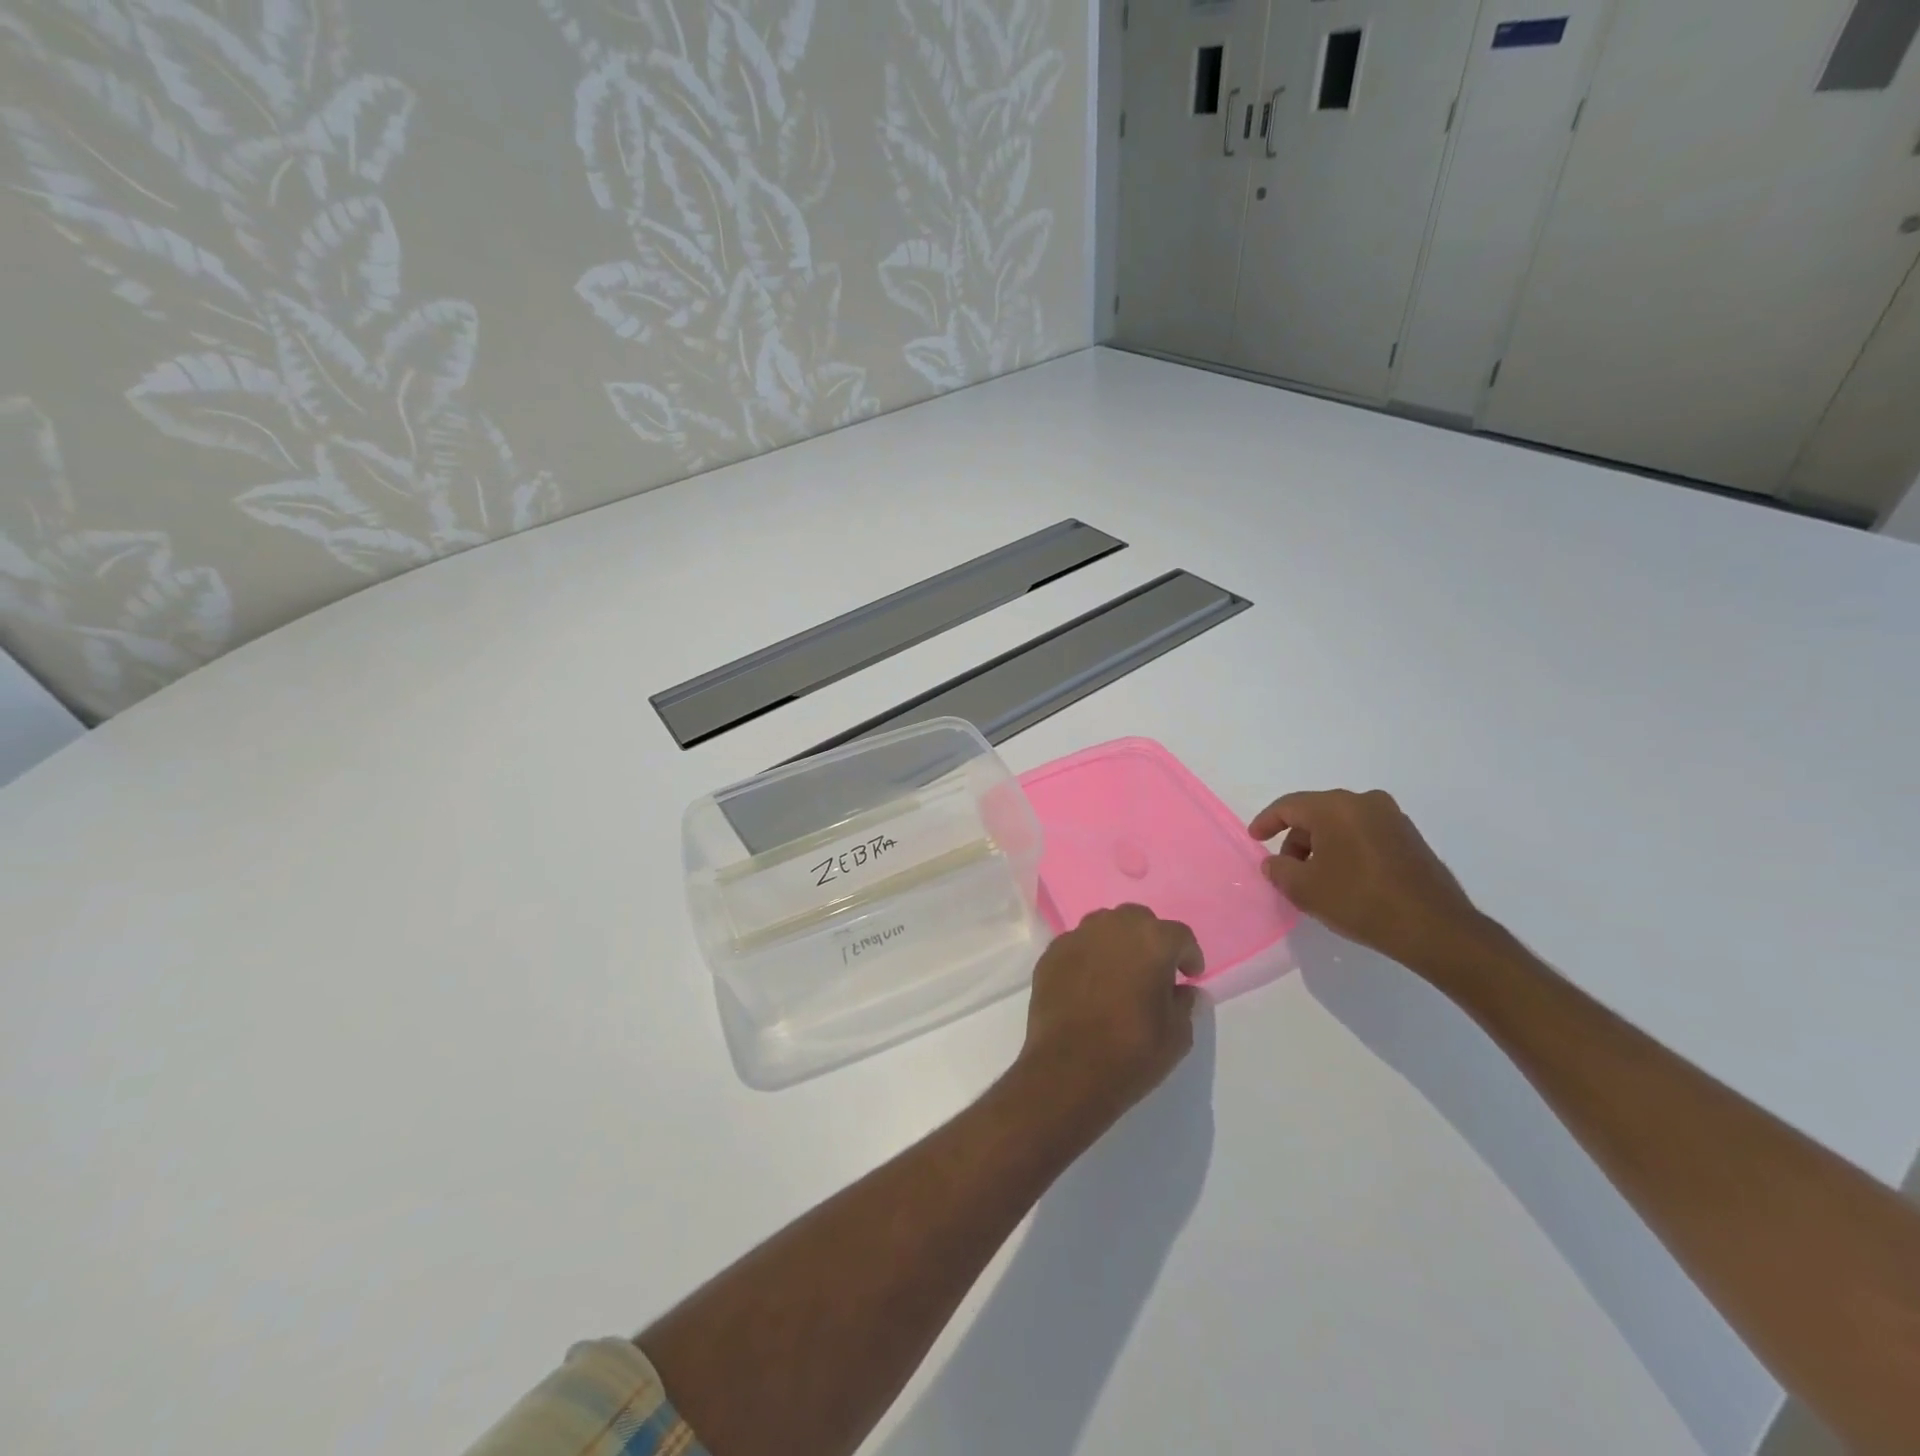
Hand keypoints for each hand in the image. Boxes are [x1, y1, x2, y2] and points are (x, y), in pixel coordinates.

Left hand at [1016, 905, 1201, 1128]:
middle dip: (1150, 939)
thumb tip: (1183, 991)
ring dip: (1117, 942)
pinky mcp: (1050, 954)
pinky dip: (1088, 957)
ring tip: (1120, 972)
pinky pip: (1077, 946)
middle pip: (1138, 920)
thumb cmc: (1132, 1052)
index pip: (1179, 935)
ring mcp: (1077, 937)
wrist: (1068, 1069)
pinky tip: (1089, 984)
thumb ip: (1185, 1003)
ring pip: (1104, 926)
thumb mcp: (1177, 1035)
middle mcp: (1113, 927)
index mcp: (1151, 940)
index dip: (1188, 955)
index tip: (1189, 976)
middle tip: (1154, 969)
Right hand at [1249, 789, 1483, 968]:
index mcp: (1335, 807)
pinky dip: (1347, 850)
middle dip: (1296, 839)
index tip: (1254, 839)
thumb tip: (1275, 862)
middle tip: (1287, 869)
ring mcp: (1392, 818)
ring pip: (1341, 824)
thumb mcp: (1304, 888)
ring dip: (1322, 846)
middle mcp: (1364, 802)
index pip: (1288, 806)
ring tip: (1316, 878)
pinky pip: (1364, 835)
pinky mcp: (1410, 838)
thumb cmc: (1360, 900)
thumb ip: (1279, 869)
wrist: (1433, 927)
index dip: (1266, 822)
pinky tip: (1345, 878)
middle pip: (1316, 813)